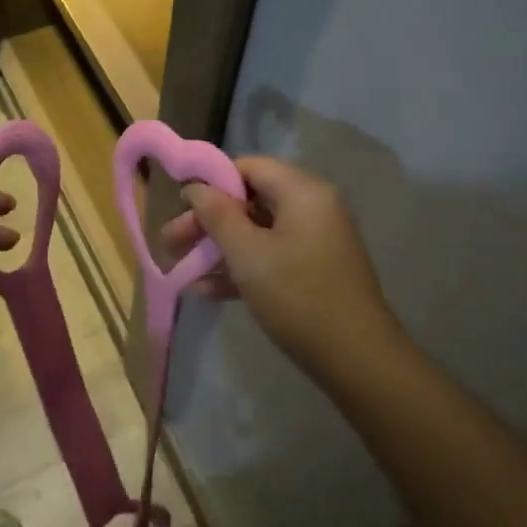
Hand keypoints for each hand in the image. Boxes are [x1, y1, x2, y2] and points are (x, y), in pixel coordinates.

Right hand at [161, 156, 397, 375]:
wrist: (357, 359)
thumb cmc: (298, 296)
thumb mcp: (248, 254)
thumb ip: (217, 215)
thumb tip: (195, 187)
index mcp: (302, 191)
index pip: (248, 167)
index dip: (210, 182)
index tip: (178, 206)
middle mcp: (312, 207)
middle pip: (249, 200)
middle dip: (207, 221)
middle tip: (170, 242)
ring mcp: (315, 240)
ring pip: (256, 231)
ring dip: (218, 248)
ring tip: (180, 269)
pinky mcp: (313, 270)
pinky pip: (270, 256)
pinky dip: (241, 267)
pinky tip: (205, 291)